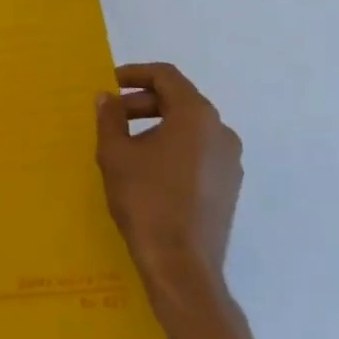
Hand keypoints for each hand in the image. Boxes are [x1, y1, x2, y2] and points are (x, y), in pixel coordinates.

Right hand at [96, 62, 242, 289]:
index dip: (135, 73)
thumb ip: (110, 117)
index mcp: (196, 116)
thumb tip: (108, 97)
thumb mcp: (115, 154)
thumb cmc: (145, 200)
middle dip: (142, 103)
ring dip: (157, 125)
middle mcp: (221, 131)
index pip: (166, 76)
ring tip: (126, 145)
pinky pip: (199, 152)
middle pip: (179, 100)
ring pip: (190, 127)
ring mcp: (230, 160)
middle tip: (111, 117)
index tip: (109, 84)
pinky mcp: (229, 186)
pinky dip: (173, 147)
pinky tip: (149, 170)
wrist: (181, 265)